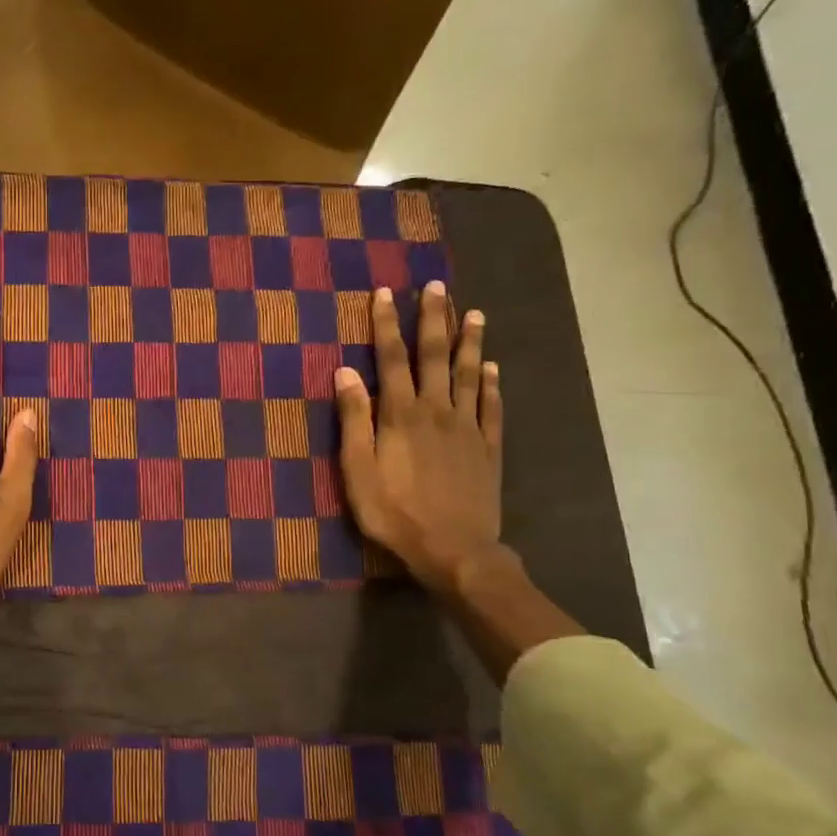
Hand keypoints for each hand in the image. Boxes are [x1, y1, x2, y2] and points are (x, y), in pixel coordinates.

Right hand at [334, 282, 503, 594]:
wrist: (455, 549)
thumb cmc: (395, 513)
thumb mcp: (358, 470)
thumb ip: (353, 419)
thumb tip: (345, 372)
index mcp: (401, 415)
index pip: (392, 359)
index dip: (386, 325)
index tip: (384, 293)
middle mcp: (437, 411)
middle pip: (435, 356)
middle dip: (433, 319)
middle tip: (437, 286)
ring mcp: (468, 428)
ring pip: (468, 374)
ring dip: (469, 342)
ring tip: (473, 313)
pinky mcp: (488, 448)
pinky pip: (491, 407)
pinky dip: (491, 384)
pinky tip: (491, 368)